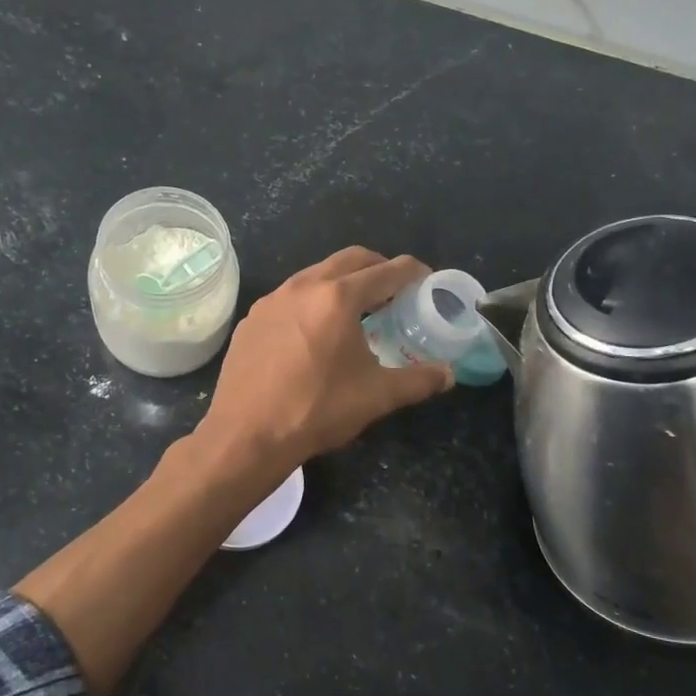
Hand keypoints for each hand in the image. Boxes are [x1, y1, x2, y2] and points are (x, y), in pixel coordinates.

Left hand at [197, 248, 453, 472]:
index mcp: (338, 297)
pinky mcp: (251, 318)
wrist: (246, 435)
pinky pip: (290, 296)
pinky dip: (312, 301)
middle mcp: (303, 286)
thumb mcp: (376, 396)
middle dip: (378, 268)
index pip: (387, 271)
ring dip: (342, 282)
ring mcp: (272, 300)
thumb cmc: (316, 410)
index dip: (413, 272)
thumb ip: (418, 380)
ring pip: (316, 274)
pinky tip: (314, 333)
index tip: (426, 281)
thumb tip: (449, 374)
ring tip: (357, 311)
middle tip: (395, 292)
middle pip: (351, 259)